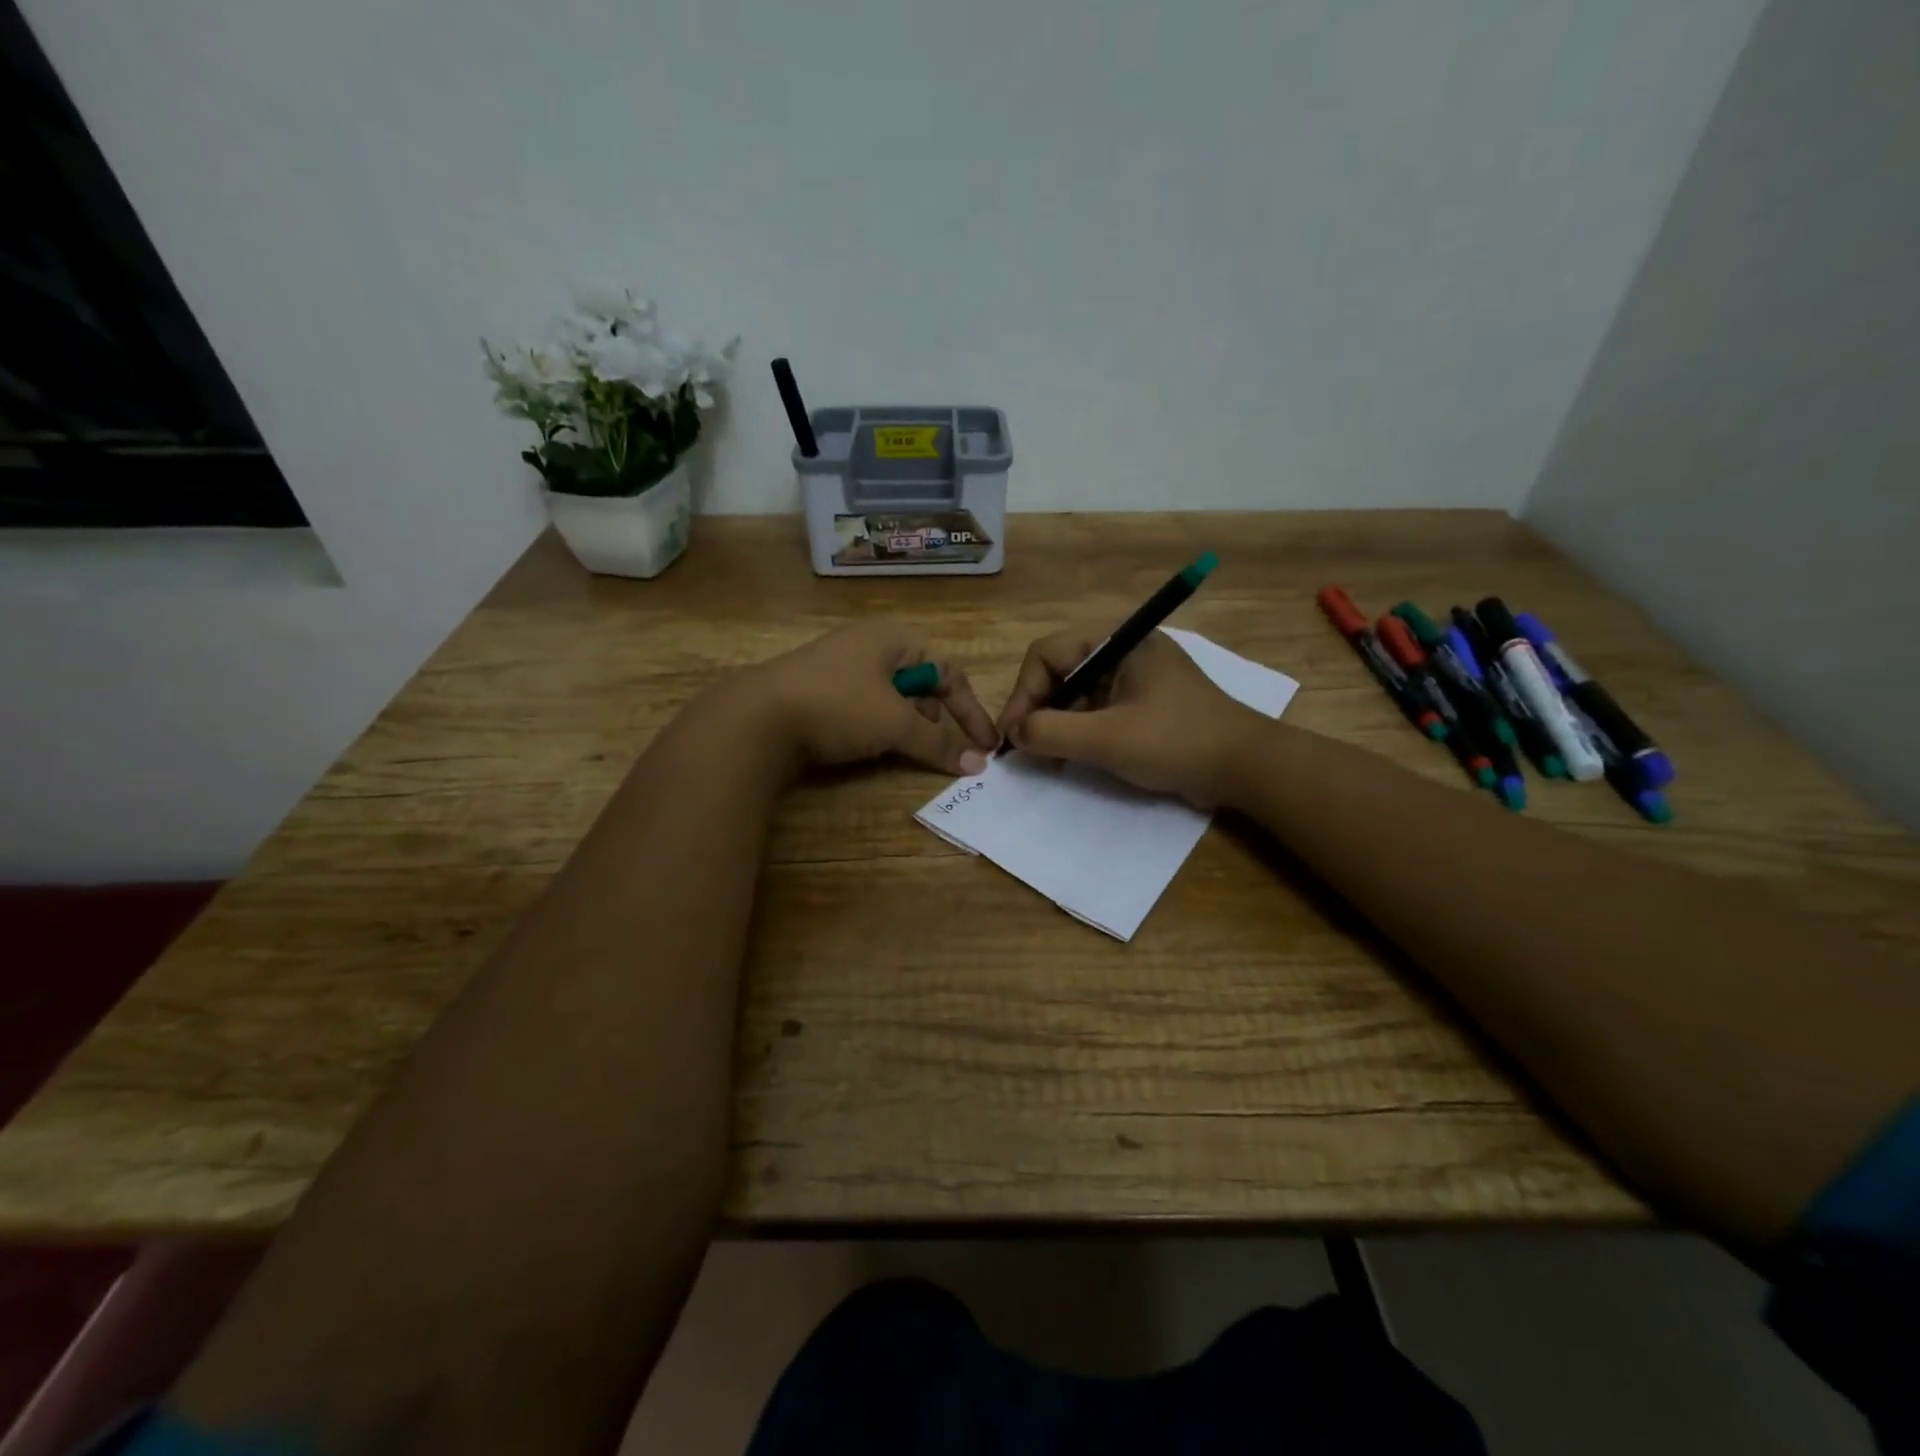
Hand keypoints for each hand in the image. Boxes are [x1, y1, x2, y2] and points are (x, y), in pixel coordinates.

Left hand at [747, 621, 999, 775]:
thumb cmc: (839, 705)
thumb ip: (938, 743)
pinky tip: (868, 746)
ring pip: (893, 698)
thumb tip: (977, 765)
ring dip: (906, 725)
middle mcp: (871, 645)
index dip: (970, 710)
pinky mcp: (821, 690)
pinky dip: (878, 727)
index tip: (986, 746)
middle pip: (921, 683)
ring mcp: (842, 666)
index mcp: (895, 638)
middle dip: (934, 718)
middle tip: (936, 747)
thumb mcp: (895, 724)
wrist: (758, 716)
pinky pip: (866, 707)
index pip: (949, 672)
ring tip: (901, 748)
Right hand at [996, 627, 1264, 804]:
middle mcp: (1124, 651)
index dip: (1022, 694)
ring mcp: (1136, 678)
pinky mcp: (1145, 704)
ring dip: (1057, 725)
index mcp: (1118, 641)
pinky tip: (1072, 759)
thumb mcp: (1107, 739)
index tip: (1013, 735)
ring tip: (1048, 760)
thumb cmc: (1176, 742)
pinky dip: (1079, 732)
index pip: (1047, 654)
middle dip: (1038, 711)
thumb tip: (1014, 734)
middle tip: (1027, 751)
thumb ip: (1051, 733)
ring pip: (1077, 694)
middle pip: (1060, 673)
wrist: (1246, 767)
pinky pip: (1098, 711)